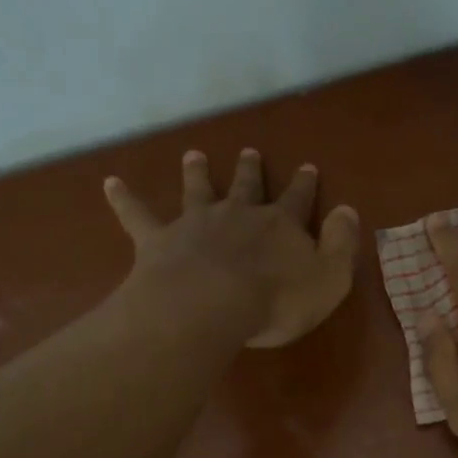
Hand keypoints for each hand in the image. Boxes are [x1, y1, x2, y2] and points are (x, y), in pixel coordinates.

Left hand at [104, 148, 360, 347]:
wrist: (209, 306)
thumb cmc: (276, 300)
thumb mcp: (329, 278)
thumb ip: (341, 243)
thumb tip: (347, 210)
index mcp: (280, 225)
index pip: (297, 199)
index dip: (304, 185)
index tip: (307, 167)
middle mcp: (238, 215)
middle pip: (247, 187)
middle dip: (251, 170)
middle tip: (249, 151)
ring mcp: (196, 224)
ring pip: (198, 190)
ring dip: (196, 172)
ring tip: (193, 155)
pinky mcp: (159, 240)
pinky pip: (138, 215)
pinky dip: (124, 198)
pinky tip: (110, 182)